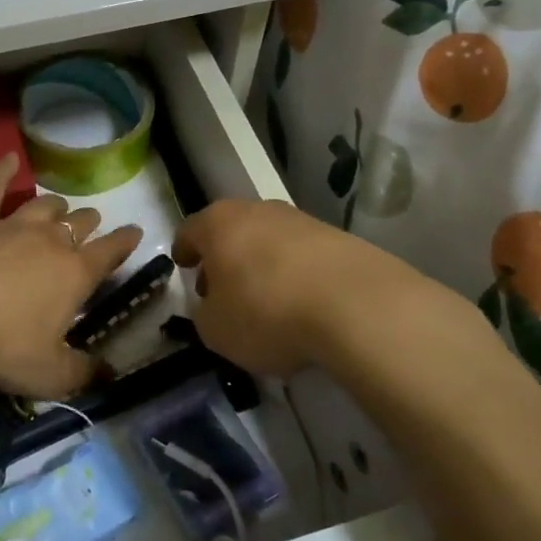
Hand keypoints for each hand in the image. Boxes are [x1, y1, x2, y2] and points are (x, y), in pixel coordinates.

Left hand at [0, 154, 142, 399]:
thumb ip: (83, 374)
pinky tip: (8, 159)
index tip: (135, 232)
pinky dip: (1, 172)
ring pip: (43, 207)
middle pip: (78, 223)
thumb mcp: (51, 374)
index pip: (110, 252)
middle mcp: (50, 242)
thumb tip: (109, 376)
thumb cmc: (4, 349)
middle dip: (89, 223)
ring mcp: (11, 226)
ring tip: (60, 205)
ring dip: (56, 206)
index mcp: (75, 275)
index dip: (125, 242)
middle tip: (91, 224)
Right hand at [173, 199, 440, 377]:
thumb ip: (205, 314)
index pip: (189, 231)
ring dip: (263, 265)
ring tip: (268, 301)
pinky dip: (297, 274)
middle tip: (223, 289)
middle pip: (232, 230)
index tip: (184, 267)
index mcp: (219, 224)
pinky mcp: (340, 238)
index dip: (183, 251)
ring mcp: (302, 221)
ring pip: (270, 241)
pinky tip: (304, 305)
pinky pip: (305, 256)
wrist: (356, 306)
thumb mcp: (215, 330)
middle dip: (225, 257)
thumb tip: (213, 306)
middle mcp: (258, 210)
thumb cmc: (267, 313)